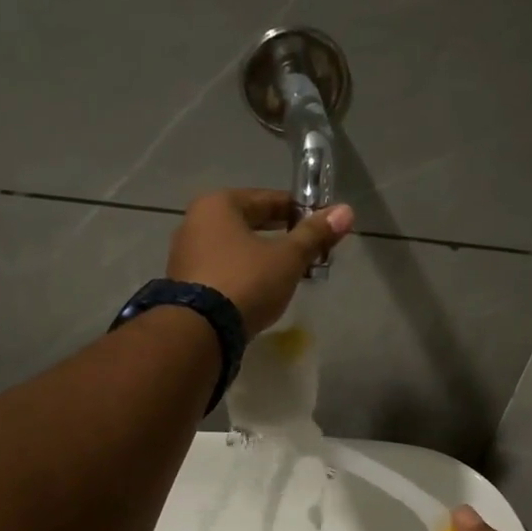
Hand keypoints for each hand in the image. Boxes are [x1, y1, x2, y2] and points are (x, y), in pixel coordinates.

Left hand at [168, 189, 353, 333]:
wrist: (200, 331)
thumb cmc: (246, 281)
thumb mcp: (287, 257)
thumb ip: (315, 234)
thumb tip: (346, 210)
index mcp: (218, 204)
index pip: (269, 199)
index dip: (300, 212)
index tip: (322, 226)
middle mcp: (196, 221)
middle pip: (250, 222)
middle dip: (282, 235)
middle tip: (311, 250)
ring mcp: (186, 254)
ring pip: (236, 247)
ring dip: (263, 255)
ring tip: (291, 272)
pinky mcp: (185, 283)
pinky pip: (223, 268)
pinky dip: (245, 272)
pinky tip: (263, 288)